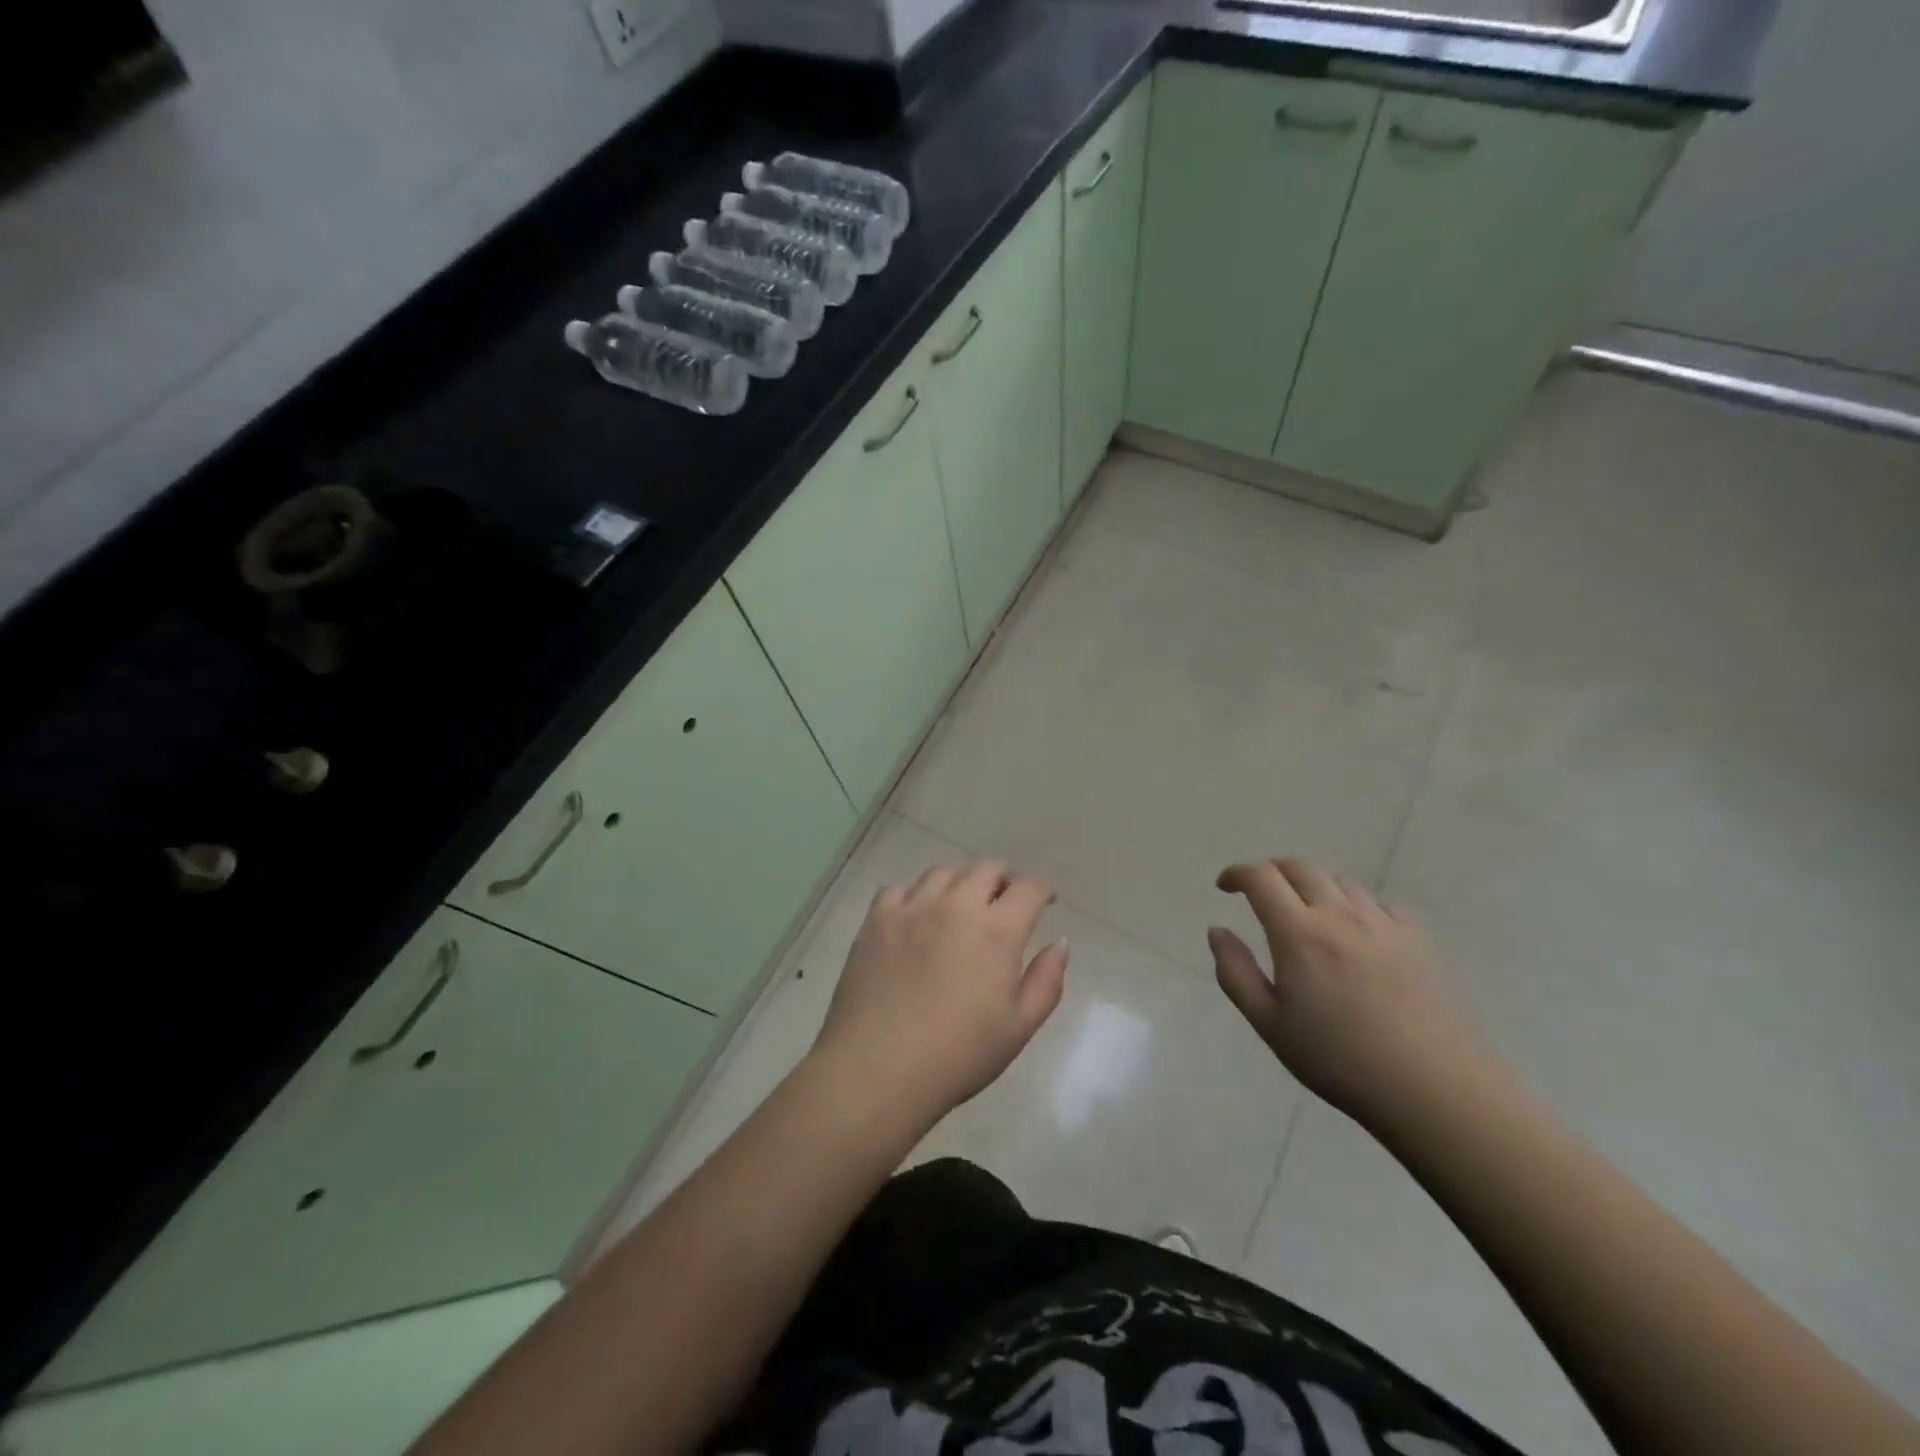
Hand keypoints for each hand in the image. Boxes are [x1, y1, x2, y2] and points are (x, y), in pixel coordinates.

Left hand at [811, 861, 1068, 1129]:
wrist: (877, 1069)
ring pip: (943, 872)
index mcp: (996, 930)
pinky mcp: (876, 919)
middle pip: (986, 869)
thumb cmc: (958, 1055)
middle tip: (1002, 905)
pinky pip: (899, 888)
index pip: (1028, 889)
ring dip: (960, 884)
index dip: (1042, 890)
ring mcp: (912, 908)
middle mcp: (956, 905)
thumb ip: (1046, 981)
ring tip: (958, 908)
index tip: (1045, 900)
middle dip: (1002, 881)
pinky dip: (914, 895)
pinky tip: (914, 918)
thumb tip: (1059, 943)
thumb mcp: (1019, 1028)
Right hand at [1210, 857, 1494, 1132]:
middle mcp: (1339, 914)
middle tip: (1259, 892)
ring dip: (1312, 885)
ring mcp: (1384, 923)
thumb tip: (1217, 931)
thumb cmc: (1340, 1060)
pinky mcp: (1418, 938)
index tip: (1225, 886)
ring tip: (1305, 911)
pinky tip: (1354, 931)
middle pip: (1300, 868)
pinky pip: (1377, 902)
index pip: (1261, 878)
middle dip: (1272, 871)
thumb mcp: (1270, 1024)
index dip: (1237, 873)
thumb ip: (1236, 973)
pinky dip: (1353, 903)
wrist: (1436, 1089)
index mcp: (1298, 932)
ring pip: (1339, 881)